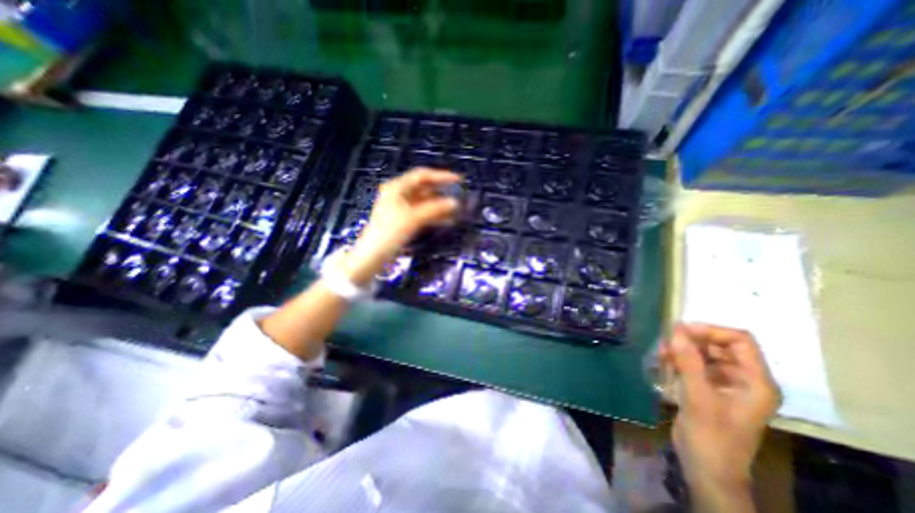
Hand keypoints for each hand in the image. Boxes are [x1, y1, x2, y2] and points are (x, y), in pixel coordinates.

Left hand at [340, 167, 461, 287]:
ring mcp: (402, 208)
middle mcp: (399, 194)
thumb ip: (434, 209)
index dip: (441, 176)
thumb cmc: (389, 232)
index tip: (458, 180)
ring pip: (425, 203)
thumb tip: (455, 202)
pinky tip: (447, 221)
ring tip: (457, 211)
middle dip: (442, 192)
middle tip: (459, 196)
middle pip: (424, 188)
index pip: (422, 175)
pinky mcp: (404, 220)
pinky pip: (423, 213)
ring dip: (440, 206)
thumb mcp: (413, 218)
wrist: (373, 255)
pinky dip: (434, 216)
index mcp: (397, 187)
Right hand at [662, 325, 782, 507]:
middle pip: (719, 345)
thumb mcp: (699, 398)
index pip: (740, 341)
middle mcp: (743, 379)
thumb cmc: (711, 437)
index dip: (711, 331)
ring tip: (661, 355)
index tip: (680, 331)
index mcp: (755, 382)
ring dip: (681, 351)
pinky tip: (663, 364)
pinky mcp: (707, 388)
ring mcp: (725, 384)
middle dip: (691, 341)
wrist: (706, 470)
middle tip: (665, 343)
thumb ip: (689, 362)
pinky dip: (677, 361)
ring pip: (703, 353)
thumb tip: (676, 329)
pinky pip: (693, 364)